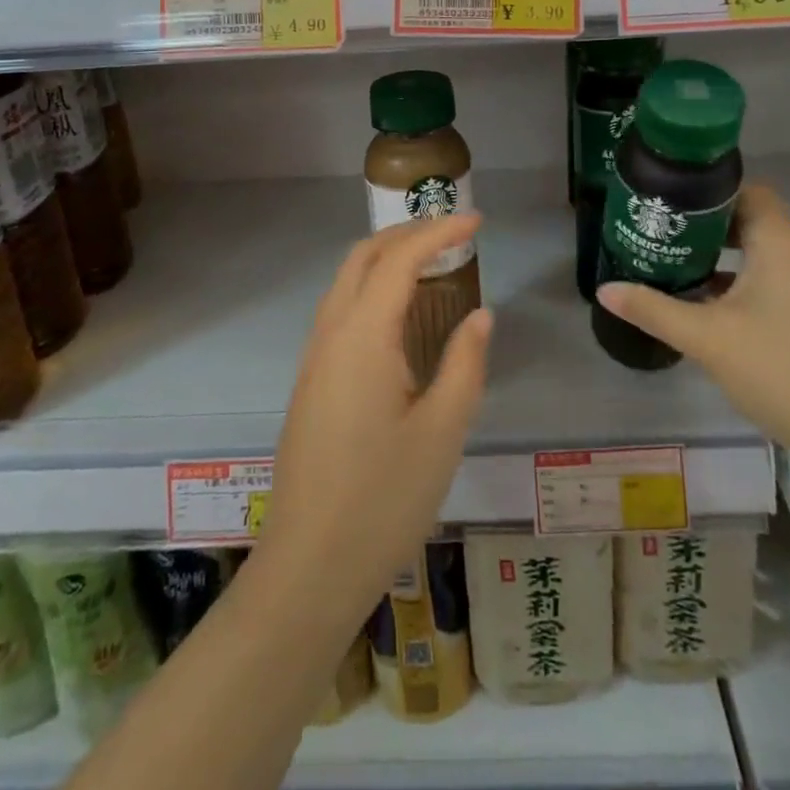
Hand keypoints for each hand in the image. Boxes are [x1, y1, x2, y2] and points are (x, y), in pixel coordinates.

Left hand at [259, 214, 492, 624]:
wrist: (309, 569)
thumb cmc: (384, 500)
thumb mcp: (442, 431)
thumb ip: (464, 363)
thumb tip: (479, 315)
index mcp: (362, 338)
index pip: (400, 260)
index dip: (438, 232)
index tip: (476, 221)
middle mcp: (330, 335)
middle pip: (362, 258)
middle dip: (406, 234)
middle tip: (452, 233)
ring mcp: (314, 359)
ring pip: (345, 283)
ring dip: (385, 259)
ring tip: (431, 263)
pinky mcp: (310, 383)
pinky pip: (340, 312)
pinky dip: (371, 289)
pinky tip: (399, 316)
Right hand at [597, 184, 789, 467]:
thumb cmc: (779, 368)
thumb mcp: (706, 337)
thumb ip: (653, 308)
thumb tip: (605, 288)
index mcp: (778, 241)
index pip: (744, 188)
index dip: (705, 187)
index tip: (664, 196)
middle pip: (745, 216)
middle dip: (700, 220)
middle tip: (655, 226)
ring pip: (753, 248)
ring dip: (714, 250)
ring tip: (667, 256)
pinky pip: (762, 275)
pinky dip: (731, 276)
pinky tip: (697, 297)